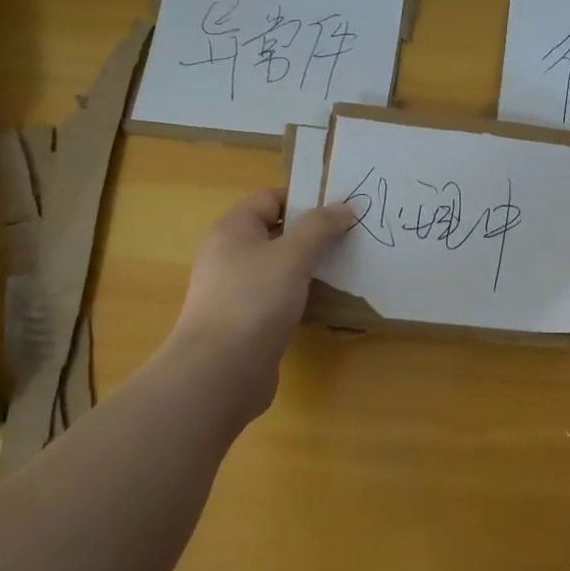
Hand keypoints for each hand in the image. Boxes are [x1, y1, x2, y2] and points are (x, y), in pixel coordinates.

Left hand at [170, 188, 354, 416]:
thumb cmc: (254, 300)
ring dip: (309, 267)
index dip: (305, 199)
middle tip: (351, 238)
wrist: (218, 373)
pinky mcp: (245, 322)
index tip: (341, 210)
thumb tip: (346, 206)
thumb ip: (320, 227)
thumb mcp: (292, 255)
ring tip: (345, 269)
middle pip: (276, 232)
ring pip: (279, 267)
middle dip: (312, 233)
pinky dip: (300, 296)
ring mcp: (236, 291)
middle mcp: (230, 255)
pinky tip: (325, 304)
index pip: (271, 198)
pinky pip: (278, 297)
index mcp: (233, 230)